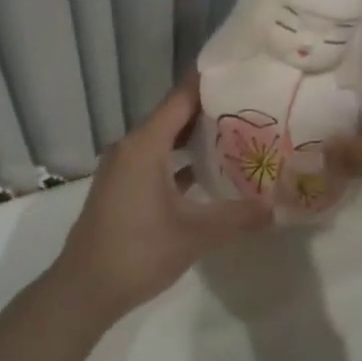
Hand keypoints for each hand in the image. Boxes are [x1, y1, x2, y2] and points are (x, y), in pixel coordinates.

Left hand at [55, 75, 273, 314]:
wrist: (85, 288)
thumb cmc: (139, 251)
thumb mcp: (195, 234)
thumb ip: (238, 217)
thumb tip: (276, 207)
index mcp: (144, 145)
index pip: (181, 99)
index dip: (208, 84)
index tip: (239, 72)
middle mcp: (131, 147)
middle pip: (173, 118)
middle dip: (209, 111)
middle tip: (250, 105)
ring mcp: (123, 169)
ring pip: (164, 142)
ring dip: (195, 139)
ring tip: (237, 135)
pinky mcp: (122, 189)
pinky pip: (155, 163)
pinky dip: (179, 162)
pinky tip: (208, 173)